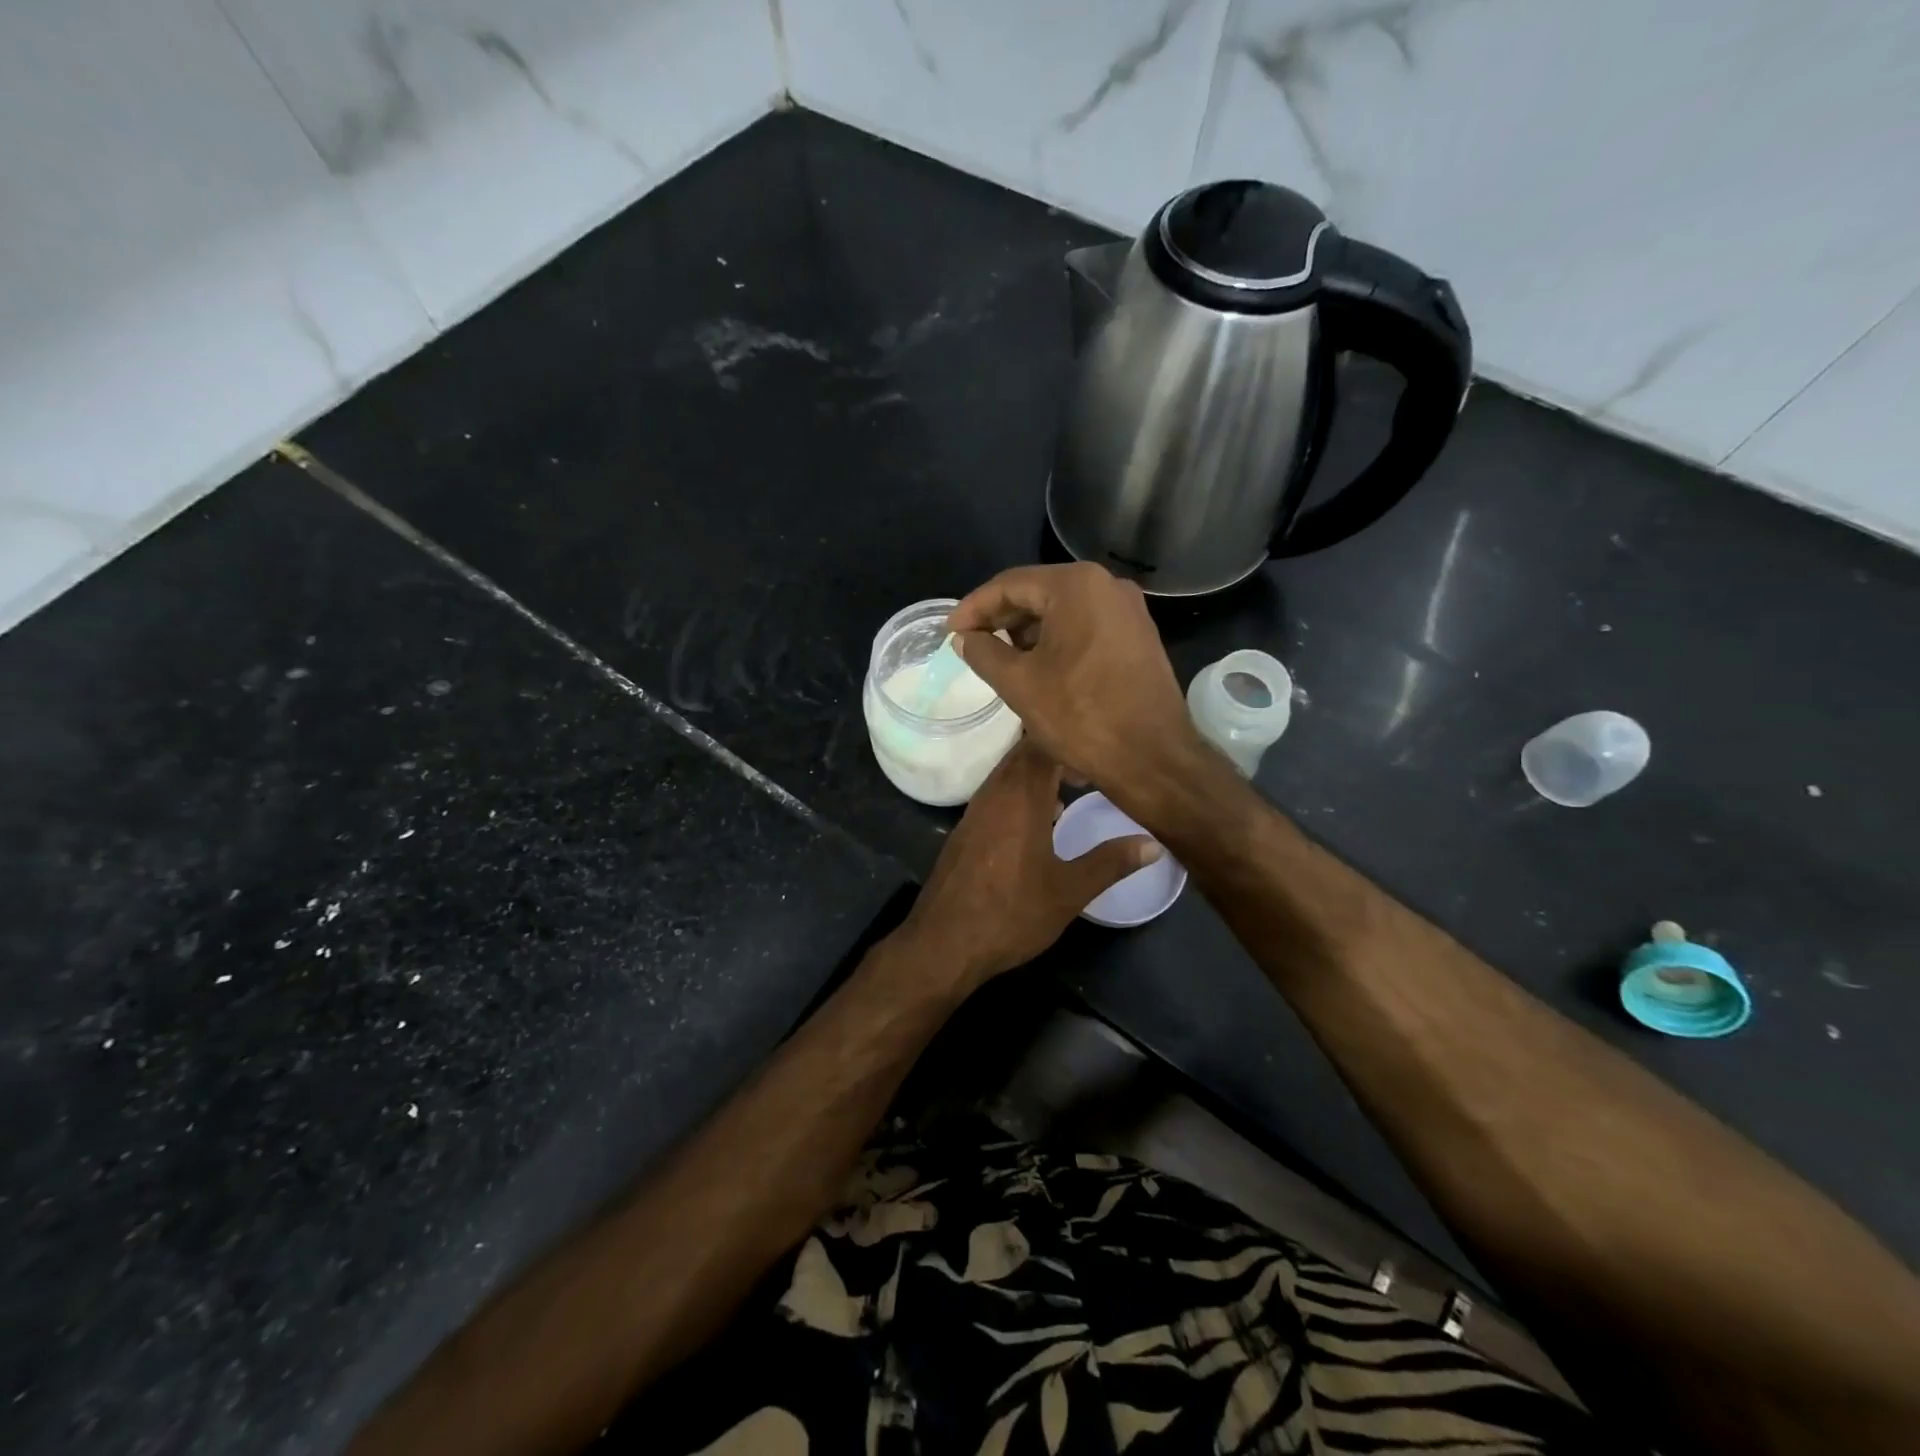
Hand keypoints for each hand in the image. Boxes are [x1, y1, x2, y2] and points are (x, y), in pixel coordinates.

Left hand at [900, 737, 1159, 985]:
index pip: (1044, 743)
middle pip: (1025, 752)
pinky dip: (1021, 794)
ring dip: (1039, 774)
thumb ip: (1111, 862)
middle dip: (1059, 754)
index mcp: (1020, 796)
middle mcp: (994, 792)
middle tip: (1093, 771)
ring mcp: (975, 810)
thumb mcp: (1069, 891)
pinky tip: (1041, 823)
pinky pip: (997, 794)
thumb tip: (1153, 844)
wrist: (943, 943)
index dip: (1074, 742)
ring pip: (1009, 773)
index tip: (1101, 757)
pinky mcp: (965, 829)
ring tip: (1072, 792)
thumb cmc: (1011, 913)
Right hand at [947, 564, 1202, 794]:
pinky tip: (1036, 664)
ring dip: (1027, 630)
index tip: (950, 631)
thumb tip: (963, 638)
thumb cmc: (1080, 716)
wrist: (1152, 758)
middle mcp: (1107, 585)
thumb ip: (983, 653)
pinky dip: (1056, 639)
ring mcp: (1128, 610)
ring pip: (1063, 610)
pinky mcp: (1138, 636)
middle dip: (1001, 617)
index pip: (1010, 584)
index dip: (974, 607)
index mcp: (1076, 586)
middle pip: (1039, 592)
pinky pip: (1086, 626)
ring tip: (998, 657)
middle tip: (970, 643)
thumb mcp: (1019, 684)